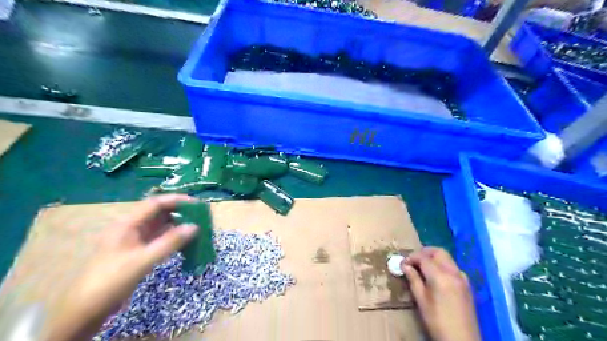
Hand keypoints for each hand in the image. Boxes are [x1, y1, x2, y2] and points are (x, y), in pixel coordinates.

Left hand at [44, 195, 198, 340]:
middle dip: (179, 212)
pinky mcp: (138, 251)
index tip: (196, 204)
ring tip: (197, 228)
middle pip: (159, 213)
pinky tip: (185, 242)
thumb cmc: (112, 280)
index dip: (176, 200)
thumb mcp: (144, 260)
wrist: (86, 310)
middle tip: (200, 216)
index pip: (155, 204)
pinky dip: (173, 238)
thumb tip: (195, 227)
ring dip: (178, 226)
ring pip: (160, 226)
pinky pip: (159, 239)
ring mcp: (134, 240)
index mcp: (127, 224)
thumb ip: (170, 242)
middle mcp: (131, 228)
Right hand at [403, 246, 481, 340]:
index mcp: (440, 276)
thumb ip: (413, 279)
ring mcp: (462, 278)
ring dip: (434, 258)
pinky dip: (443, 266)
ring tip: (422, 268)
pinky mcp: (467, 285)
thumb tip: (405, 265)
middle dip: (424, 253)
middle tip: (413, 261)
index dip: (411, 258)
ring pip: (447, 259)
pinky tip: (436, 277)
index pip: (423, 258)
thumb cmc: (437, 320)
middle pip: (438, 252)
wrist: (462, 340)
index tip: (402, 263)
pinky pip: (453, 268)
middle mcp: (453, 272)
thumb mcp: (421, 300)